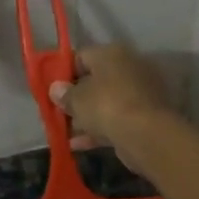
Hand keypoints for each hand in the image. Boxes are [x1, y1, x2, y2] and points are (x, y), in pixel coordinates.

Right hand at [48, 44, 176, 174]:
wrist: (146, 134)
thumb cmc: (106, 106)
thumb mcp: (77, 99)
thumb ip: (64, 94)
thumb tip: (56, 89)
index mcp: (111, 54)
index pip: (81, 56)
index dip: (63, 73)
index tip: (52, 90)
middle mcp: (128, 67)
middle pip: (94, 81)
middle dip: (76, 98)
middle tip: (58, 112)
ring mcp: (139, 93)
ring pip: (105, 103)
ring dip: (85, 117)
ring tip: (64, 132)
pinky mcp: (144, 117)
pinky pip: (115, 120)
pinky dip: (98, 130)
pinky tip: (77, 145)